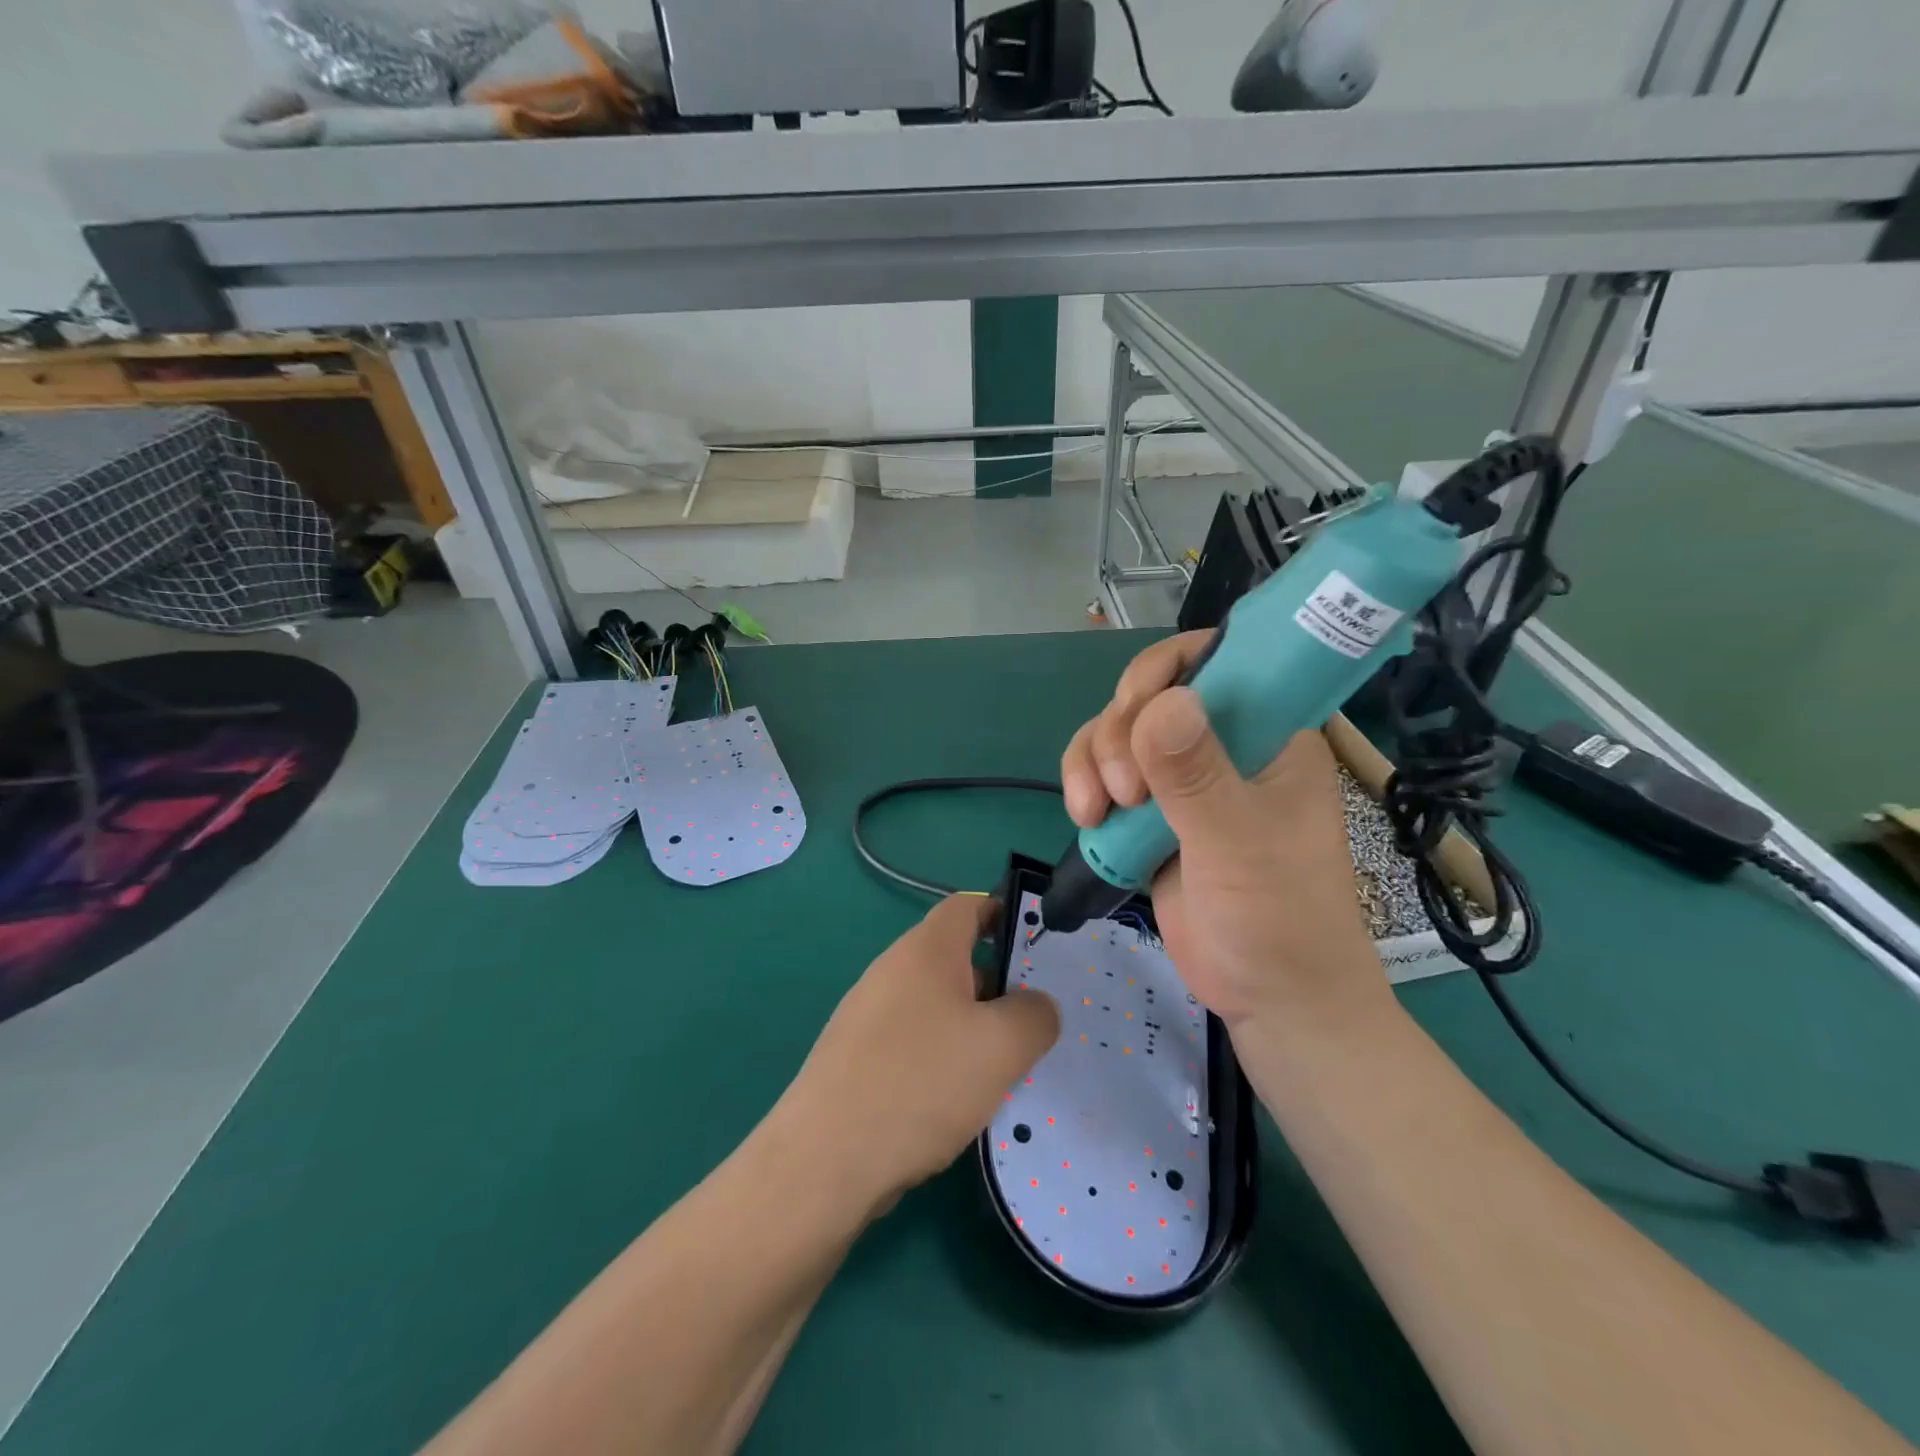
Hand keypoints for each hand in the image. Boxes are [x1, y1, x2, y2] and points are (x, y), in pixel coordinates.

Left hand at [778, 895, 1059, 1214]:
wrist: (824, 1160)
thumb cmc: (921, 1083)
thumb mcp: (1002, 1046)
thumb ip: (1035, 1015)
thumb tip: (1036, 1006)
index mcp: (925, 950)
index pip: (968, 905)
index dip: (1005, 912)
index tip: (1037, 946)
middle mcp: (892, 970)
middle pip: (954, 957)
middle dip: (997, 983)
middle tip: (1030, 1022)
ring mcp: (868, 1014)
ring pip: (935, 1004)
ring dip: (971, 1027)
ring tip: (1002, 1068)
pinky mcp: (856, 1057)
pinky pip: (912, 1041)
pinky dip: (941, 1058)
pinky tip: (957, 1101)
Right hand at [1061, 632, 1384, 1030]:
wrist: (1271, 1000)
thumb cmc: (1280, 920)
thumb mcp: (1239, 845)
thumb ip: (1196, 777)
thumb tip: (1161, 703)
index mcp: (1269, 732)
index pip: (1215, 659)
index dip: (1164, 670)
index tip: (1133, 708)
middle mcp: (1224, 743)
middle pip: (1148, 695)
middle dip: (1119, 732)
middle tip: (1124, 791)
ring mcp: (1184, 779)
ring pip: (1116, 733)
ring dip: (1092, 761)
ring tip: (1096, 813)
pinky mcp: (1152, 812)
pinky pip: (1103, 773)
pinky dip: (1085, 785)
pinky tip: (1086, 819)